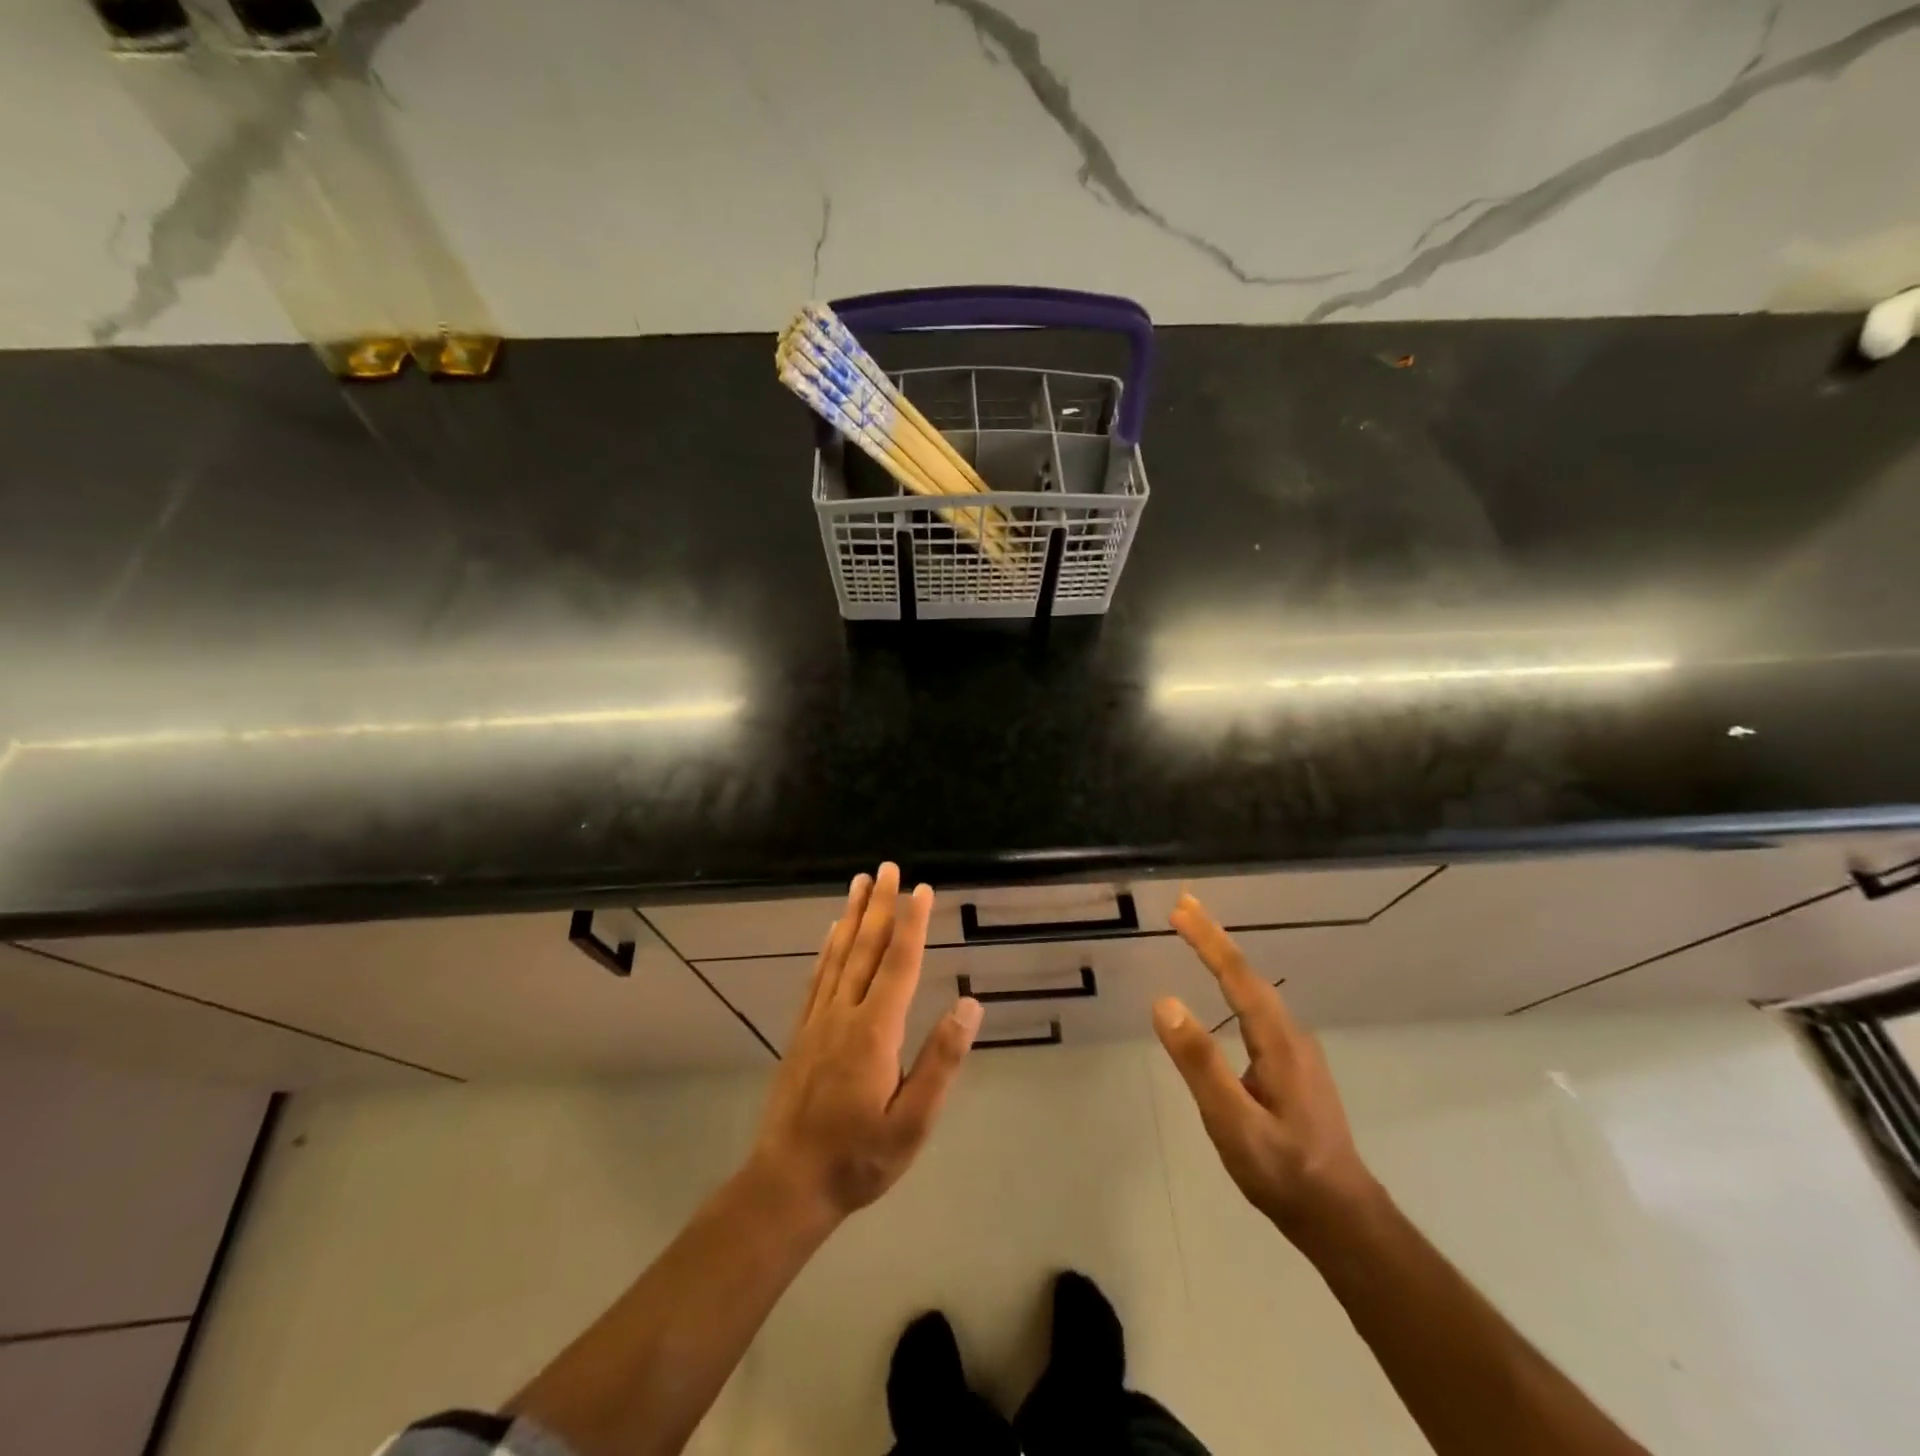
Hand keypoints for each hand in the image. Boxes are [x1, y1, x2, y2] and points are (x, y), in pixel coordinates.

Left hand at [749, 864, 983, 1224]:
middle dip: (879, 905)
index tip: (921, 889)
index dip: (912, 924)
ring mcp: (818, 1021)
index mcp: (874, 1032)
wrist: (787, 1185)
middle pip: (865, 948)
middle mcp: (844, 1014)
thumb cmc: (858, 1157)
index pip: (899, 964)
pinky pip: (817, 978)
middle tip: (887, 868)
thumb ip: (940, 1062)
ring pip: (838, 956)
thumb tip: (970, 1005)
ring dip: (852, 916)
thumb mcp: (913, 1123)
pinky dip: (827, 949)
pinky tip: (831, 935)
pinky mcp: (802, 1033)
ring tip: (859, 884)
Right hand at [1153, 893, 1376, 1240]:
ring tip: (1197, 935)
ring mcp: (1295, 1051)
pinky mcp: (1292, 1066)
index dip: (1208, 940)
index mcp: (1278, 1042)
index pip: (1237, 976)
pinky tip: (1224, 990)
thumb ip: (1200, 1064)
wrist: (1342, 1218)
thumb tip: (1164, 1002)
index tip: (1180, 909)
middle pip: (1248, 974)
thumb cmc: (1284, 1173)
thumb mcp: (1234, 1123)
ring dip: (1224, 957)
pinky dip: (1234, 983)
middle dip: (1214, 937)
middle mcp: (1290, 1036)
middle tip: (1183, 906)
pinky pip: (1257, 1008)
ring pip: (1255, 990)